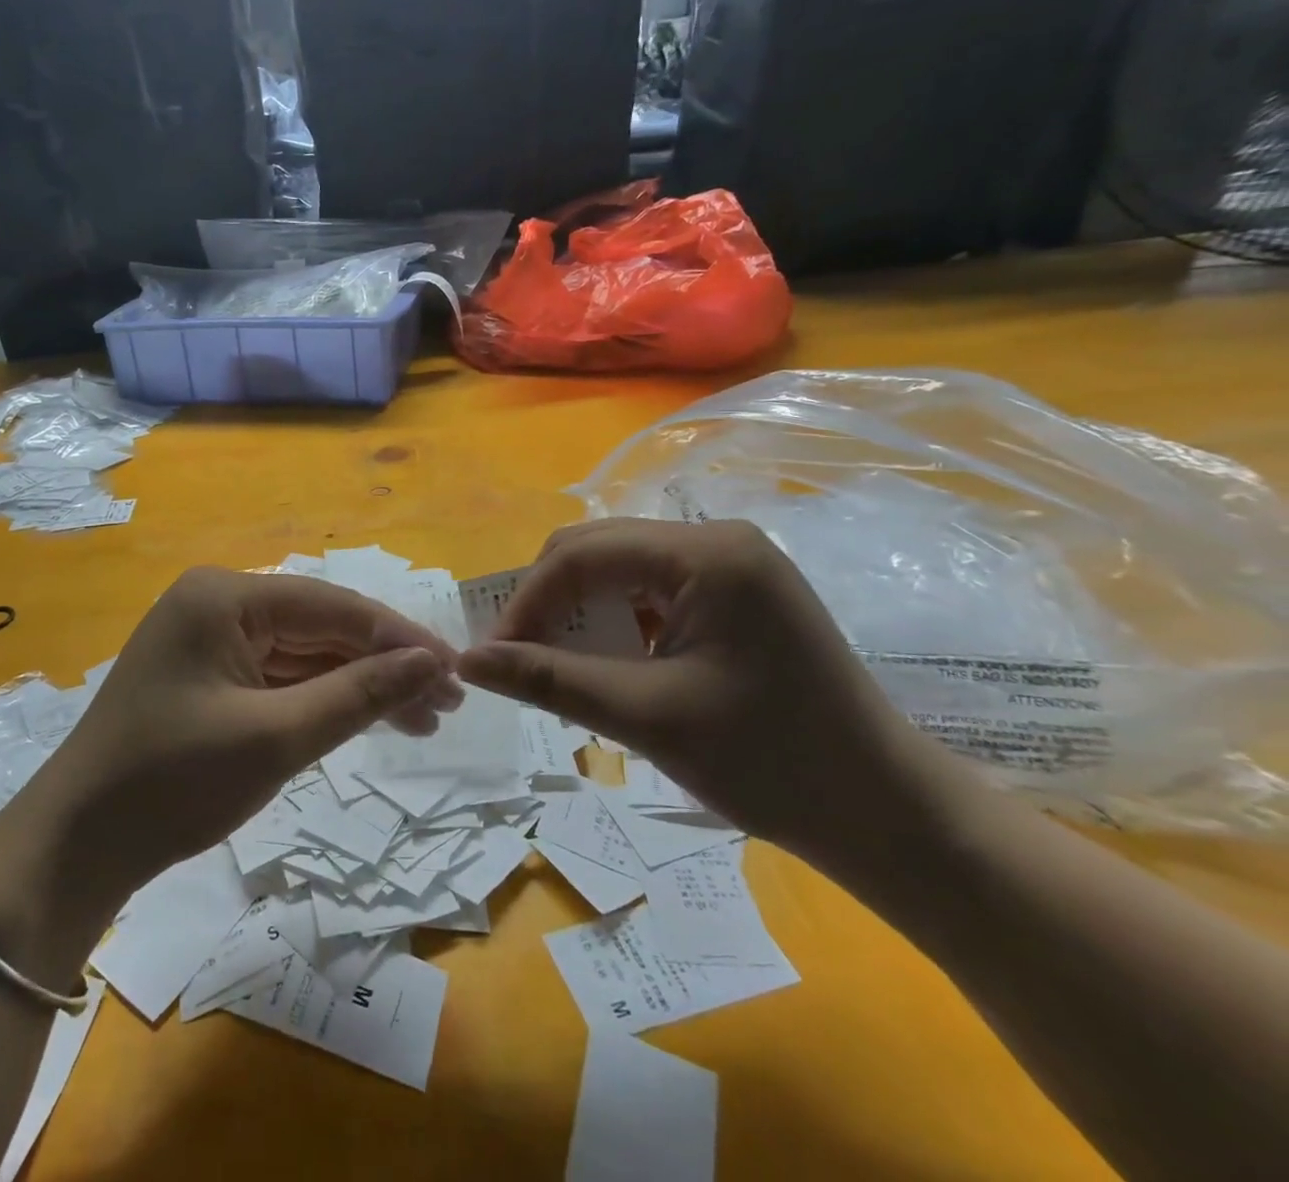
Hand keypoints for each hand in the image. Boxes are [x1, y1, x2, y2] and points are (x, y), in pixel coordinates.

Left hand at [5, 568, 460, 906]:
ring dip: (359, 686)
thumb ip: (358, 693)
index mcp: (225, 596)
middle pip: (320, 628)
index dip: (399, 636)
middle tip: (447, 704)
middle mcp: (218, 603)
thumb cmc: (173, 783)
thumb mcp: (276, 737)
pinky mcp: (209, 676)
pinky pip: (279, 678)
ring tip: (423, 720)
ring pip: (304, 655)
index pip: (332, 605)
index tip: (456, 669)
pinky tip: (367, 718)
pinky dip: (322, 700)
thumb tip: (431, 662)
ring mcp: (211, 640)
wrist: (77, 847)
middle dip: (383, 665)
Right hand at [457, 519, 954, 869]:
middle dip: (548, 603)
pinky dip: (615, 622)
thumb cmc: (772, 764)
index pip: (582, 554)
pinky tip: (608, 663)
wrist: (888, 816)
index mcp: (706, 553)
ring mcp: (731, 564)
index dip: (526, 602)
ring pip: (620, 570)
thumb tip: (468, 661)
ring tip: (556, 665)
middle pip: (598, 551)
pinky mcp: (736, 594)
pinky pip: (651, 591)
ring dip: (578, 613)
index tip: (492, 656)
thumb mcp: (646, 717)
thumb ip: (549, 679)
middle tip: (517, 659)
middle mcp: (718, 540)